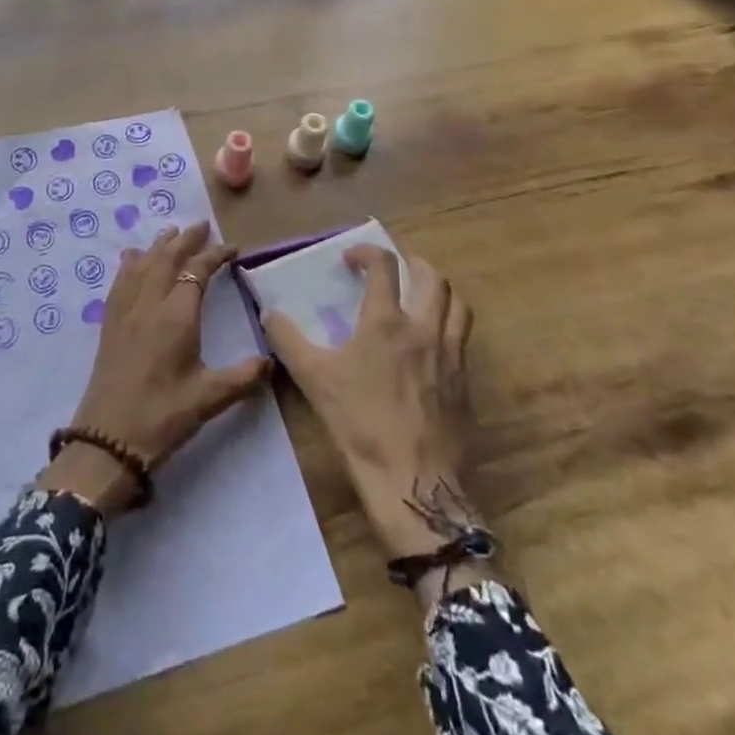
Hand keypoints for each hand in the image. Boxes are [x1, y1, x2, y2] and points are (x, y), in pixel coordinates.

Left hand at [38, 222, 272, 515]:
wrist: (107, 440)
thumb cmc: (162, 416)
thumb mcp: (209, 399)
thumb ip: (243, 377)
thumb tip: (271, 362)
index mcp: (177, 315)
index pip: (198, 271)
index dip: (216, 255)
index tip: (233, 249)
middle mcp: (150, 303)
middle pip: (168, 258)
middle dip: (186, 239)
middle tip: (202, 226)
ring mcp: (126, 311)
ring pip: (143, 264)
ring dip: (159, 245)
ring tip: (171, 232)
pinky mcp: (110, 323)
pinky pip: (121, 280)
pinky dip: (131, 263)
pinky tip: (132, 258)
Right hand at [264, 245, 485, 596]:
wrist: (412, 482)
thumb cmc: (360, 424)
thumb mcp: (313, 379)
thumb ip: (288, 340)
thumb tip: (269, 312)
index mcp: (387, 321)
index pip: (384, 266)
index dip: (367, 252)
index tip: (351, 259)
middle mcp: (424, 329)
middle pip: (432, 277)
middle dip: (413, 263)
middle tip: (396, 268)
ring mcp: (451, 355)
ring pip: (458, 304)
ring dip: (440, 290)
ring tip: (423, 295)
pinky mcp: (465, 383)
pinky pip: (464, 339)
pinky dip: (450, 326)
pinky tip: (433, 343)